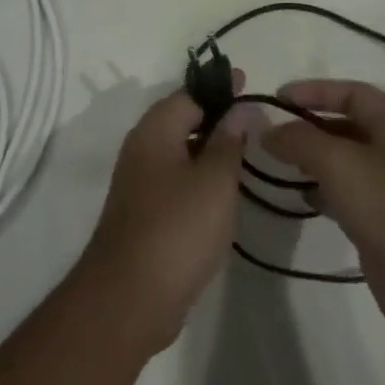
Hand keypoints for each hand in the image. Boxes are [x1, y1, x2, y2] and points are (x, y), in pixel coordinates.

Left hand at [76, 85, 248, 356]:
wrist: (129, 298)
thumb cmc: (177, 229)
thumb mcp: (214, 180)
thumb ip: (229, 140)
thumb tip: (241, 108)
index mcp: (154, 131)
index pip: (189, 94)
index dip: (220, 89)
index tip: (250, 85)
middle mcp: (141, 150)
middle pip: (181, 120)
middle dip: (216, 117)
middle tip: (255, 121)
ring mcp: (139, 183)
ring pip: (179, 152)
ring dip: (209, 149)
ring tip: (246, 153)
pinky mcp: (144, 214)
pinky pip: (176, 181)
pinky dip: (199, 177)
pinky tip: (223, 192)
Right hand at [264, 79, 384, 351]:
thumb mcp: (340, 162)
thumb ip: (300, 141)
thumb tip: (267, 130)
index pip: (352, 93)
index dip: (314, 90)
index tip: (277, 99)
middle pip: (348, 126)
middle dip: (311, 126)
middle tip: (273, 134)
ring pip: (347, 164)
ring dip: (315, 160)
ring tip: (280, 164)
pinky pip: (349, 197)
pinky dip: (324, 192)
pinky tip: (303, 198)